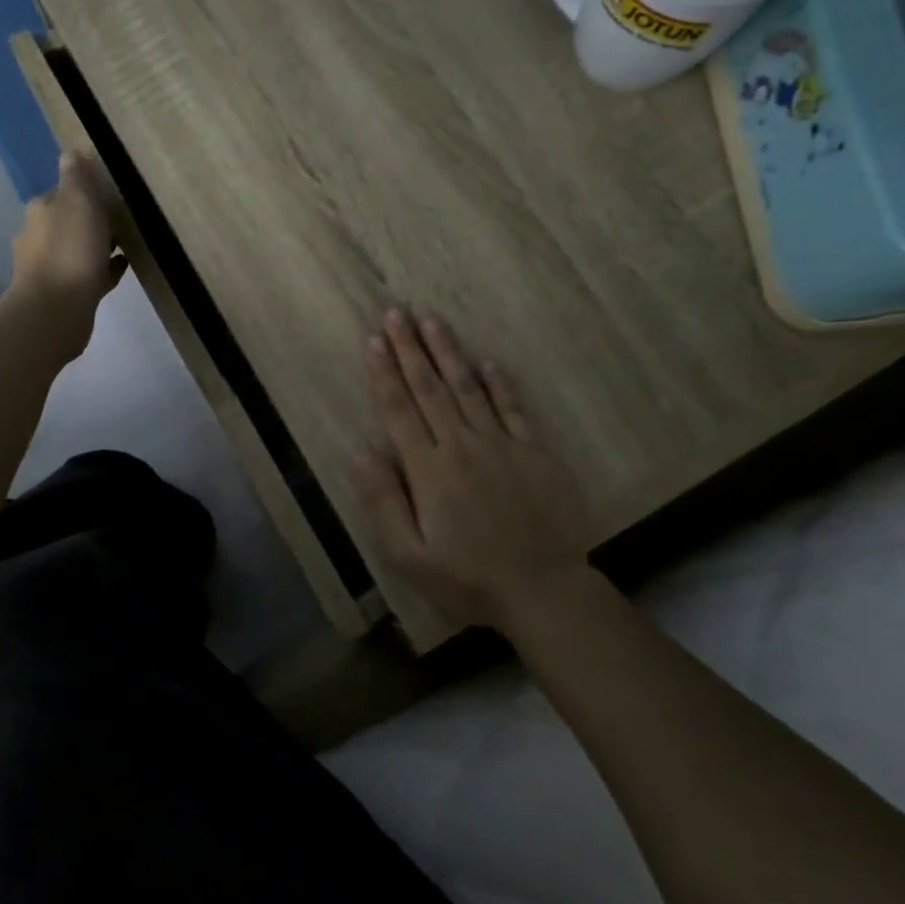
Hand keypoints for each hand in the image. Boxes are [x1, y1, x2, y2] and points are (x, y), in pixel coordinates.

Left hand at [9, 152, 127, 350]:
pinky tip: (121, 268)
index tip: (110, 194)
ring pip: (78, 249)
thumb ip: (76, 178)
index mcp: (40, 211)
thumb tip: (69, 151)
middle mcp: (37, 237)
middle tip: (123, 220)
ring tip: (127, 244)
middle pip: (69, 221)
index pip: (62, 192)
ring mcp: (48, 269)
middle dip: (91, 220)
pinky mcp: (62, 295)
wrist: (56, 311)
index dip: (85, 192)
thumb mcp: (78, 203)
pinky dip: (102, 270)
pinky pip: (88, 275)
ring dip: (97, 246)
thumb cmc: (70, 251)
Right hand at [352, 310, 597, 630]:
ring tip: (432, 321)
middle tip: (396, 313)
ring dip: (448, 353)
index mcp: (428, 469)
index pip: (399, 410)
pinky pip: (513, 409)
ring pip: (468, 388)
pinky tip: (488, 363)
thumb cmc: (468, 578)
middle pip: (430, 388)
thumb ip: (383, 502)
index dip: (384, 373)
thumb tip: (361, 453)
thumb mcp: (409, 555)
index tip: (373, 340)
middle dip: (410, 349)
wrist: (544, 590)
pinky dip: (499, 384)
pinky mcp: (533, 452)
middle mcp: (461, 445)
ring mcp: (501, 445)